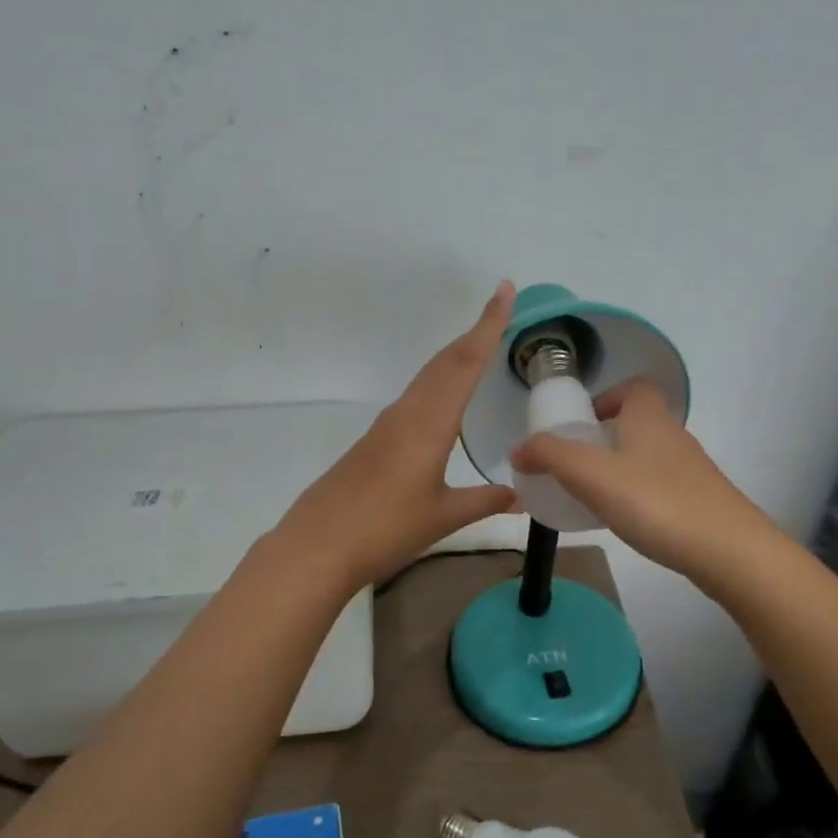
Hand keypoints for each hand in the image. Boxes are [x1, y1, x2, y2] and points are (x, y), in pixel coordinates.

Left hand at [278, 284, 520, 589]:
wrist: (318, 546)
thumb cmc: (386, 529)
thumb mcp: (443, 516)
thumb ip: (484, 501)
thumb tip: (520, 494)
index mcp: (429, 423)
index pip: (465, 363)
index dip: (488, 325)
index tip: (504, 291)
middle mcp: (407, 413)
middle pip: (445, 362)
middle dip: (474, 333)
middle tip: (500, 310)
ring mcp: (386, 426)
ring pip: (427, 378)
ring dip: (455, 357)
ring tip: (480, 347)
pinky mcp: (373, 441)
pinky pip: (414, 398)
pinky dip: (437, 383)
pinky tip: (443, 400)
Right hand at [511, 378, 773, 579]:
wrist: (729, 552)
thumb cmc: (656, 502)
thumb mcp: (591, 475)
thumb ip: (550, 456)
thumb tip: (518, 448)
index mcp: (649, 418)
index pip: (633, 388)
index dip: (605, 398)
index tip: (580, 425)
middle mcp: (674, 436)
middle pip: (638, 423)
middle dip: (605, 438)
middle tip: (575, 466)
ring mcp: (692, 471)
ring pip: (648, 458)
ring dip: (620, 469)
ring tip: (592, 497)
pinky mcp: (701, 503)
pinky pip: (660, 488)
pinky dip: (638, 496)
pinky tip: (626, 522)